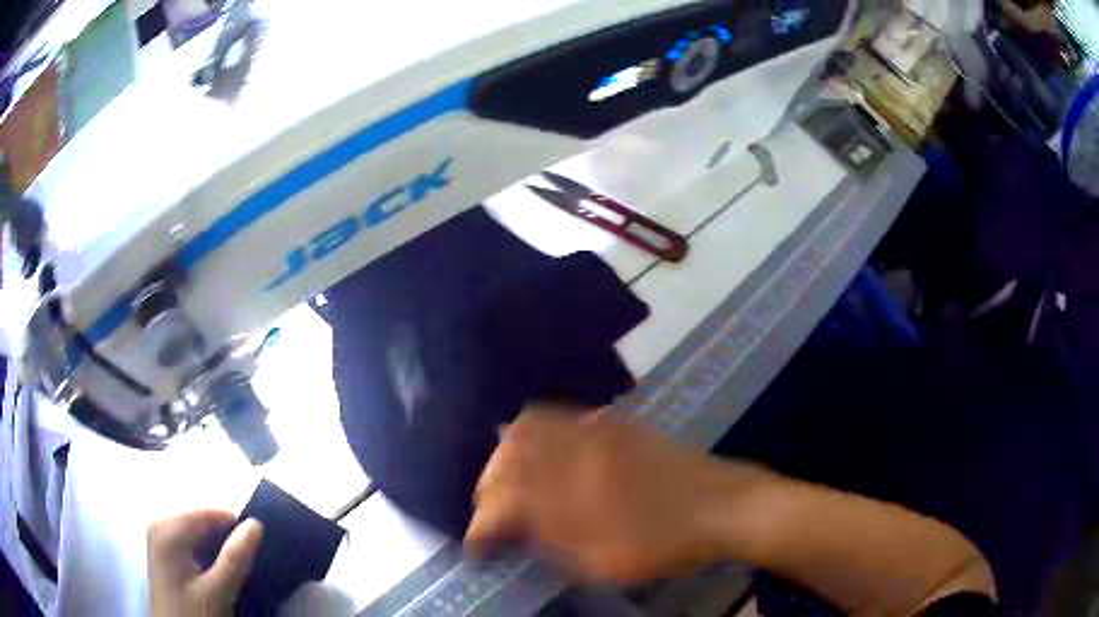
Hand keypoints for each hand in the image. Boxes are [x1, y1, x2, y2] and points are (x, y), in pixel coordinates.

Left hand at [148, 510, 263, 616]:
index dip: (235, 527)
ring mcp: (159, 543)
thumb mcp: (217, 590)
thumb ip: (235, 558)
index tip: (259, 546)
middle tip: (246, 564)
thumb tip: (255, 524)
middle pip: (201, 524)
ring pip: (196, 537)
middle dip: (224, 540)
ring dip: (217, 551)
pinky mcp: (163, 558)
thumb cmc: (193, 612)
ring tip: (233, 572)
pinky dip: (205, 557)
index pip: (209, 514)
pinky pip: (189, 547)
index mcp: (168, 529)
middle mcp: (160, 527)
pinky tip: (216, 576)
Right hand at [465, 407, 763, 583]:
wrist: (723, 507)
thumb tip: (508, 530)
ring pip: (532, 424)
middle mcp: (576, 450)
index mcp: (572, 490)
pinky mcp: (615, 424)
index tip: (475, 546)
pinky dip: (537, 433)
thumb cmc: (665, 544)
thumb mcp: (603, 562)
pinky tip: (541, 456)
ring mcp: (597, 430)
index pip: (504, 500)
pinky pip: (561, 417)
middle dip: (488, 480)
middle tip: (488, 509)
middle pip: (510, 450)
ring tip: (506, 482)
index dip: (481, 523)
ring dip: (508, 453)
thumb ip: (549, 542)